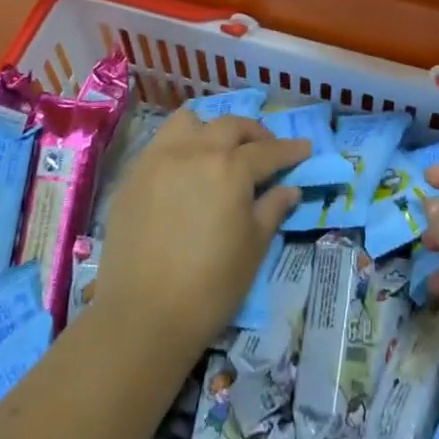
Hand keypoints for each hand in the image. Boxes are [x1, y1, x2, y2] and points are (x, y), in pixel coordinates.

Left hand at [91, 110, 306, 354]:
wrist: (143, 316)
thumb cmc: (211, 285)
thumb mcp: (254, 247)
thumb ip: (273, 208)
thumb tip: (289, 188)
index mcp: (230, 168)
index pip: (268, 150)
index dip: (290, 150)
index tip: (305, 149)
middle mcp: (194, 151)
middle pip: (230, 125)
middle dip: (254, 133)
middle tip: (265, 150)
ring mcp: (158, 159)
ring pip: (188, 122)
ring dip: (210, 129)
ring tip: (218, 150)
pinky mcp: (132, 176)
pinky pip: (160, 144)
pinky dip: (180, 147)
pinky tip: (185, 171)